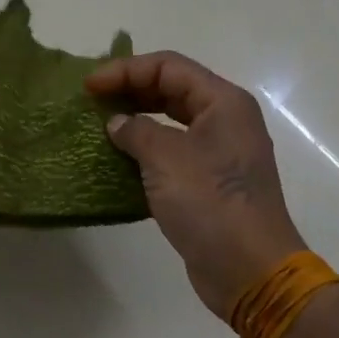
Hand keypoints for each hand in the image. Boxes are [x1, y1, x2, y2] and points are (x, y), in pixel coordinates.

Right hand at [86, 52, 307, 319]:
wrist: (249, 270)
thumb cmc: (210, 203)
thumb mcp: (166, 158)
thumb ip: (136, 131)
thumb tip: (118, 123)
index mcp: (223, 102)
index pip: (169, 67)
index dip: (126, 70)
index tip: (89, 87)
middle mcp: (225, 120)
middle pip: (172, 89)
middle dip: (130, 90)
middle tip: (92, 101)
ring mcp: (220, 153)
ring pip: (171, 121)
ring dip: (136, 121)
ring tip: (100, 127)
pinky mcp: (210, 183)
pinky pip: (173, 153)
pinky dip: (146, 151)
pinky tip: (118, 160)